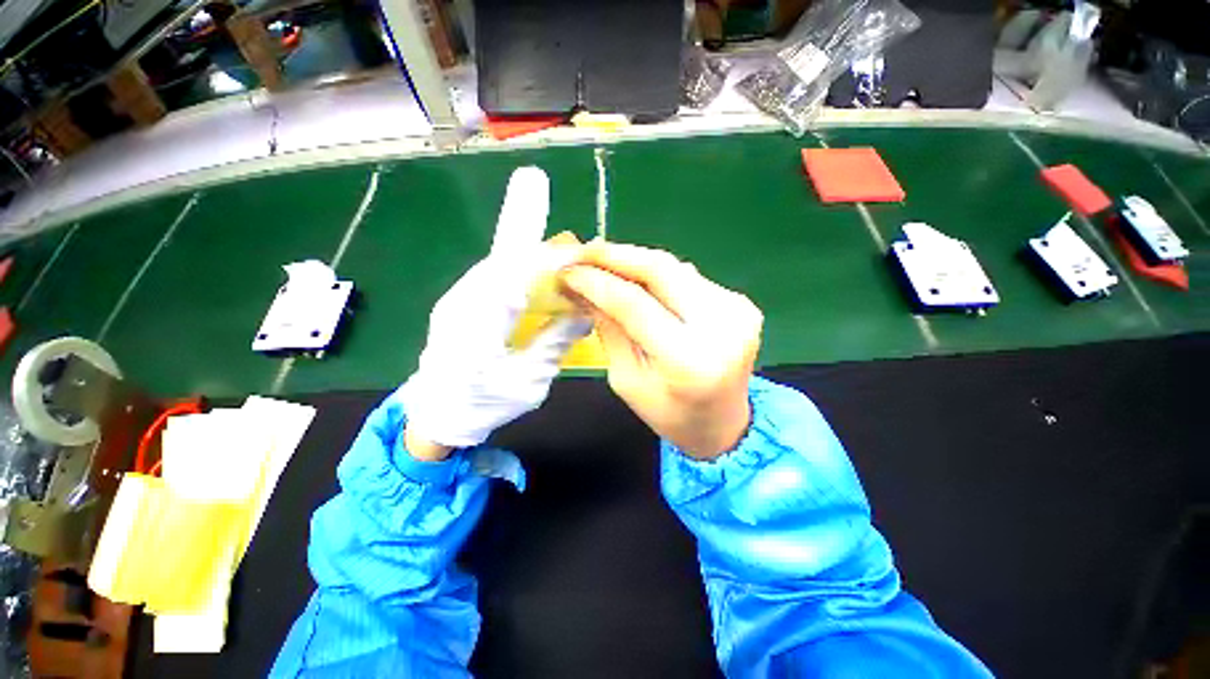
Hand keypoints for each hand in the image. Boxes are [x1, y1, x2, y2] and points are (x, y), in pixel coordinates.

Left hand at [400, 167, 589, 457]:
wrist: (435, 418)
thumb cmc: (484, 406)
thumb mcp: (529, 382)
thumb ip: (555, 342)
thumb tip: (585, 310)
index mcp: (477, 330)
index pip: (514, 277)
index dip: (545, 257)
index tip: (574, 248)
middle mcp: (460, 304)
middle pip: (503, 262)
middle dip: (538, 247)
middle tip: (571, 246)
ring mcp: (454, 300)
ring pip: (496, 265)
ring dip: (528, 258)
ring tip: (559, 260)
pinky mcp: (455, 302)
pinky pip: (490, 276)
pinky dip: (515, 271)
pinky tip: (534, 279)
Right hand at [561, 243, 762, 459]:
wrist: (724, 424)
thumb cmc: (670, 414)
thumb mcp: (627, 380)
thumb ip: (609, 330)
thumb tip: (583, 288)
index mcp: (689, 360)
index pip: (635, 304)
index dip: (597, 281)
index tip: (567, 270)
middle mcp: (721, 327)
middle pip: (661, 270)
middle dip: (616, 255)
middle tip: (583, 251)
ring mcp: (737, 310)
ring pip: (675, 268)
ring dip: (635, 260)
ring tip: (602, 260)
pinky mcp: (741, 303)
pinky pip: (689, 278)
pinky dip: (658, 275)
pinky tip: (637, 278)